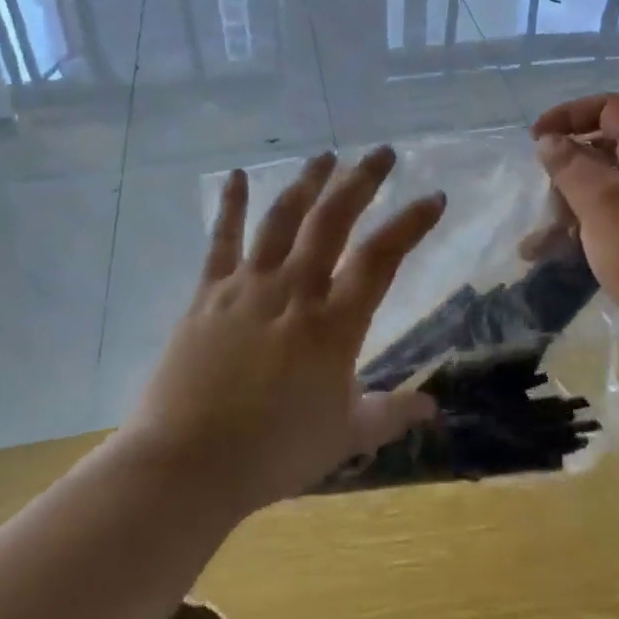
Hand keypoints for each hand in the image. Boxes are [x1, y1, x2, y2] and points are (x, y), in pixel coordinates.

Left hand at [130, 146, 446, 515]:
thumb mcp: (343, 438)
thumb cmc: (272, 454)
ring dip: (307, 182)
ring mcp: (248, 286)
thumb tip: (433, 409)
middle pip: (332, 220)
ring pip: (282, 218)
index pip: (381, 258)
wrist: (184, 466)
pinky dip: (231, 205)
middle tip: (381, 152)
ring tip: (325, 155)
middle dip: (361, 181)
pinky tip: (238, 175)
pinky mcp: (208, 294)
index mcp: (333, 325)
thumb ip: (391, 415)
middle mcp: (294, 290)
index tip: (434, 197)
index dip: (411, 223)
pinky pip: (222, 240)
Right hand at [531, 95, 618, 376]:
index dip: (569, 115)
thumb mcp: (601, 202)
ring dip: (568, 209)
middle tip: (543, 200)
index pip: (610, 107)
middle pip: (604, 149)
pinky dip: (584, 232)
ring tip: (536, 245)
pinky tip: (552, 257)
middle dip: (565, 172)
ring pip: (604, 190)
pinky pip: (613, 220)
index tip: (535, 139)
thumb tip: (548, 140)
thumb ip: (569, 164)